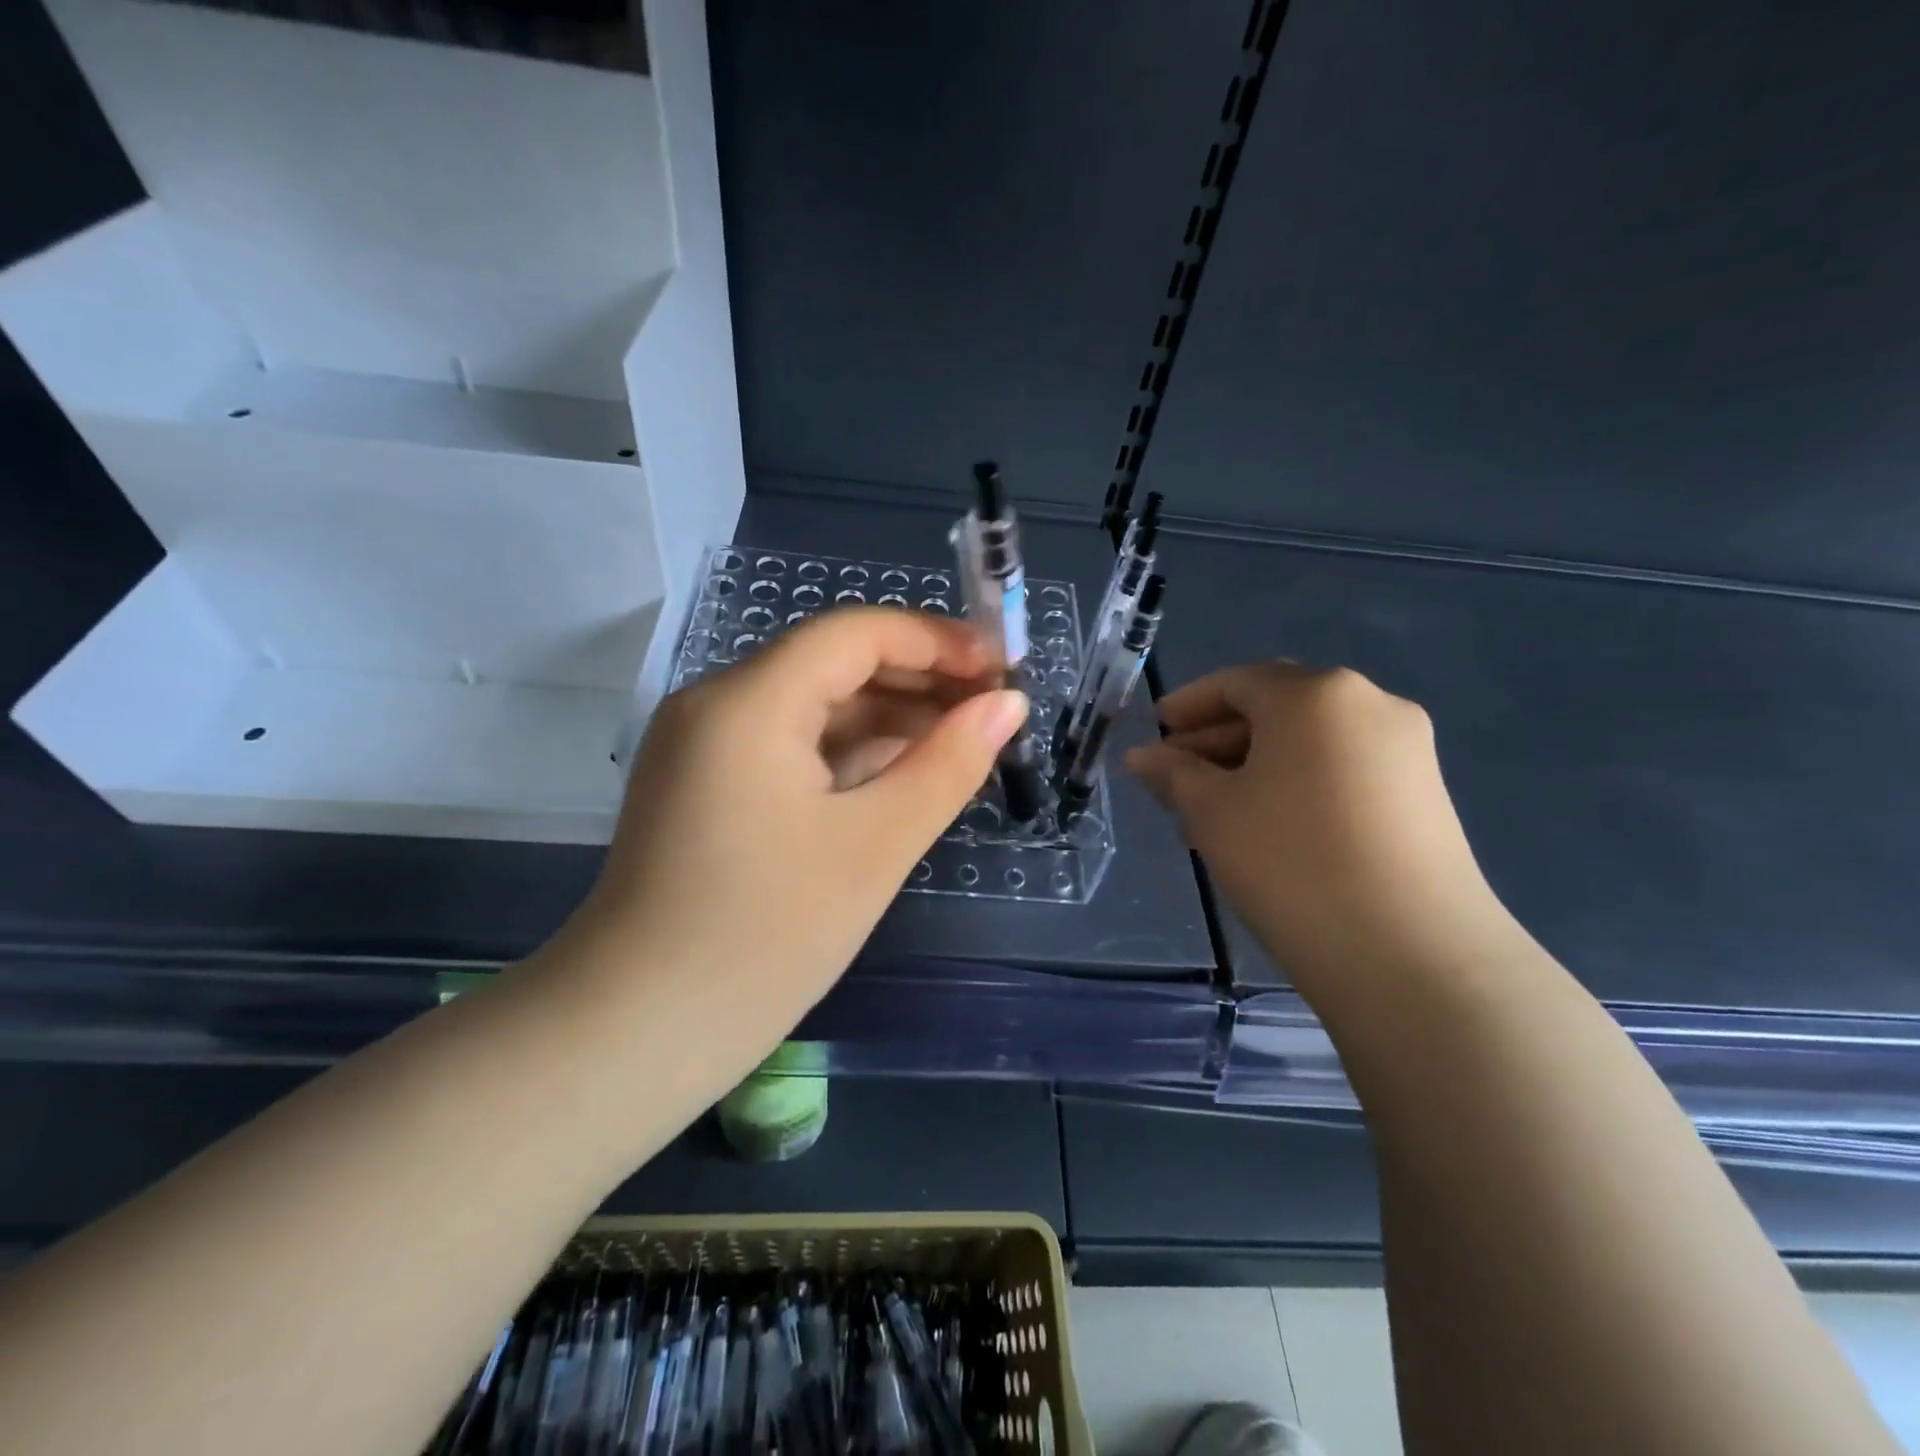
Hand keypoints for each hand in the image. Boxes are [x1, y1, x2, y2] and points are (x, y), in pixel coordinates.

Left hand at [565, 607, 1027, 1048]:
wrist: (636, 1033)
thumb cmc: (765, 937)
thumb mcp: (875, 845)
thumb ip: (949, 764)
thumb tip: (1009, 705)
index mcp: (749, 701)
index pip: (855, 632)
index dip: (937, 641)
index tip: (1003, 670)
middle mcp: (717, 704)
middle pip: (833, 663)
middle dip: (918, 680)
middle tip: (994, 713)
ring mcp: (704, 747)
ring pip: (813, 706)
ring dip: (887, 718)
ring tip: (963, 743)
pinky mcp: (705, 787)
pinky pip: (789, 746)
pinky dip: (848, 754)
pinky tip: (901, 775)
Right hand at [1127, 662, 1508, 985]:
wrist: (1409, 953)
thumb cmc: (1289, 861)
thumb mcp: (1212, 812)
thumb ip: (1172, 773)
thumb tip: (1142, 756)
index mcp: (1315, 693)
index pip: (1237, 682)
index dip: (1188, 706)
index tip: (1156, 733)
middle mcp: (1369, 703)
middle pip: (1276, 708)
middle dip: (1218, 740)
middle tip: (1176, 781)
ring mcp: (1406, 748)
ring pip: (1309, 743)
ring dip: (1254, 766)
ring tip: (1213, 814)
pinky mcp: (1425, 793)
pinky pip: (1342, 769)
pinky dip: (1296, 783)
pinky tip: (1266, 827)